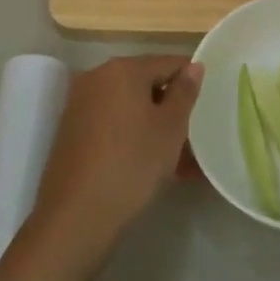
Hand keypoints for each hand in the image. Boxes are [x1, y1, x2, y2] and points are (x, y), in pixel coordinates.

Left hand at [33, 56, 201, 257]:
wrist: (76, 218)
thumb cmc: (132, 165)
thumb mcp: (170, 128)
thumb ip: (184, 92)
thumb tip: (194, 66)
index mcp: (123, 69)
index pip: (168, 63)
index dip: (192, 81)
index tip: (207, 106)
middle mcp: (97, 77)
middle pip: (146, 83)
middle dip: (171, 107)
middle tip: (194, 138)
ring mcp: (80, 104)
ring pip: (129, 107)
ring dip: (154, 126)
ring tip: (179, 161)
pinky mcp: (71, 130)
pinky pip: (112, 124)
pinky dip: (133, 136)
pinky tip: (150, 165)